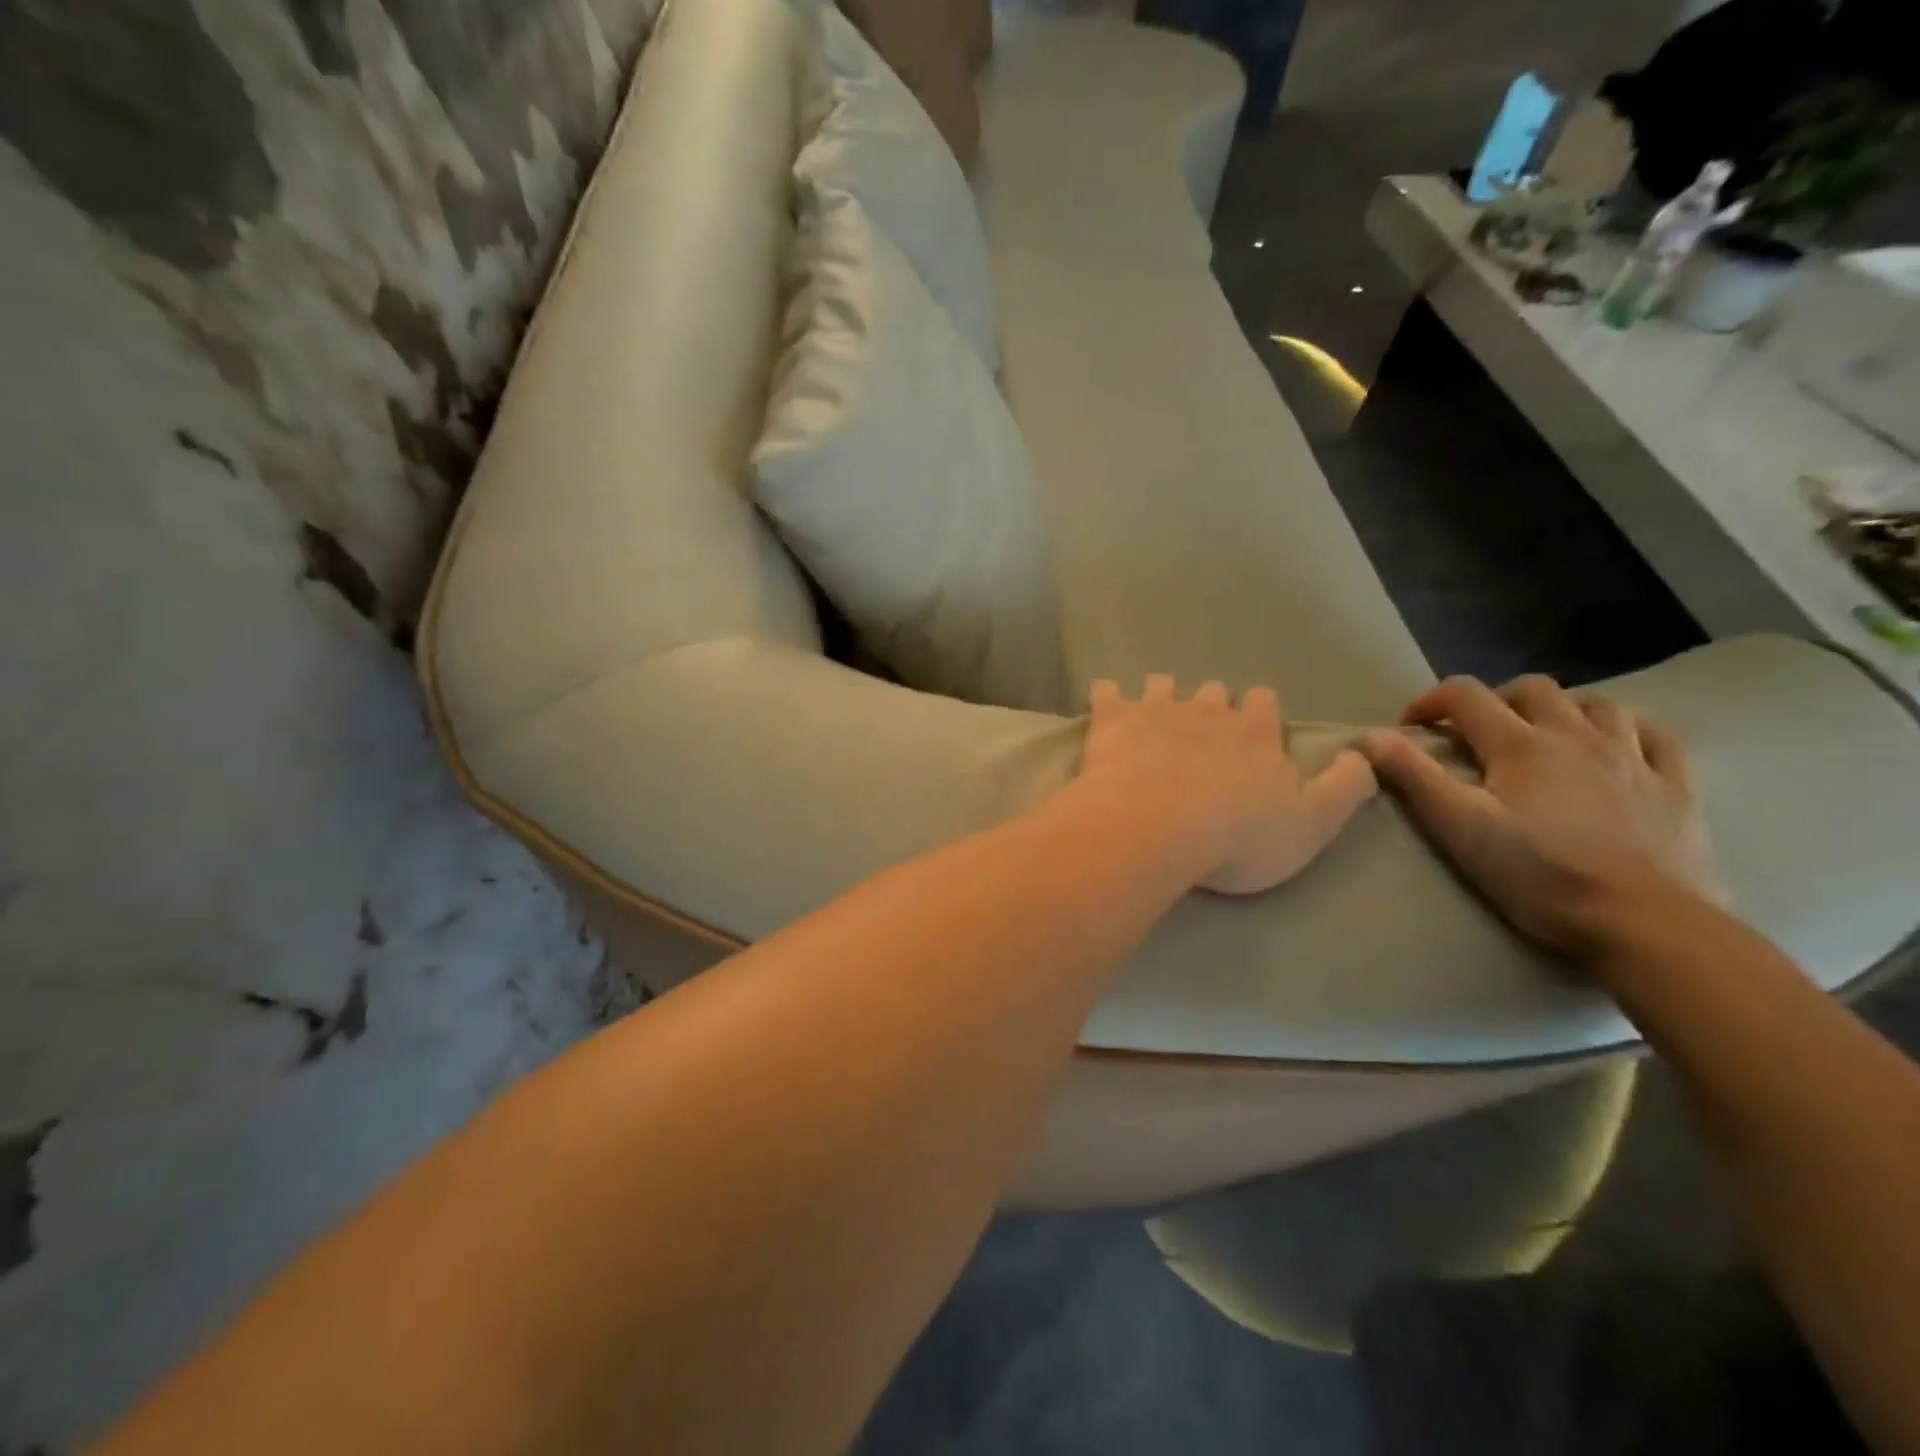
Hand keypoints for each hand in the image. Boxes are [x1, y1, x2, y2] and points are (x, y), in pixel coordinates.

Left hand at [1079, 675, 1376, 894]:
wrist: (1156, 828)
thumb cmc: (1236, 837)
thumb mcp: (1312, 825)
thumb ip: (1344, 788)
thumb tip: (1361, 756)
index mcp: (1255, 734)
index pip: (1266, 704)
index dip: (1260, 715)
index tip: (1253, 734)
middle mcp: (1208, 712)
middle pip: (1215, 693)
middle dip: (1211, 708)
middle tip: (1201, 738)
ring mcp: (1157, 711)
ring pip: (1163, 686)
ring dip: (1161, 698)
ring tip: (1153, 721)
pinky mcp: (1113, 720)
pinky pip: (1106, 692)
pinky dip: (1106, 697)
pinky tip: (1103, 707)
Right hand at [1360, 675, 1724, 962]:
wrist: (1645, 924)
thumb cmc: (1540, 875)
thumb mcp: (1460, 828)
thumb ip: (1413, 777)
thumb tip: (1368, 737)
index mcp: (1521, 744)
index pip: (1465, 695)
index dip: (1430, 701)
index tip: (1411, 729)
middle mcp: (1577, 736)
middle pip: (1532, 689)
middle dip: (1496, 701)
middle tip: (1477, 735)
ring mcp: (1634, 759)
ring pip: (1598, 705)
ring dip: (1563, 710)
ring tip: (1545, 738)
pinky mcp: (1676, 788)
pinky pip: (1657, 738)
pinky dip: (1629, 732)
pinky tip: (1618, 750)